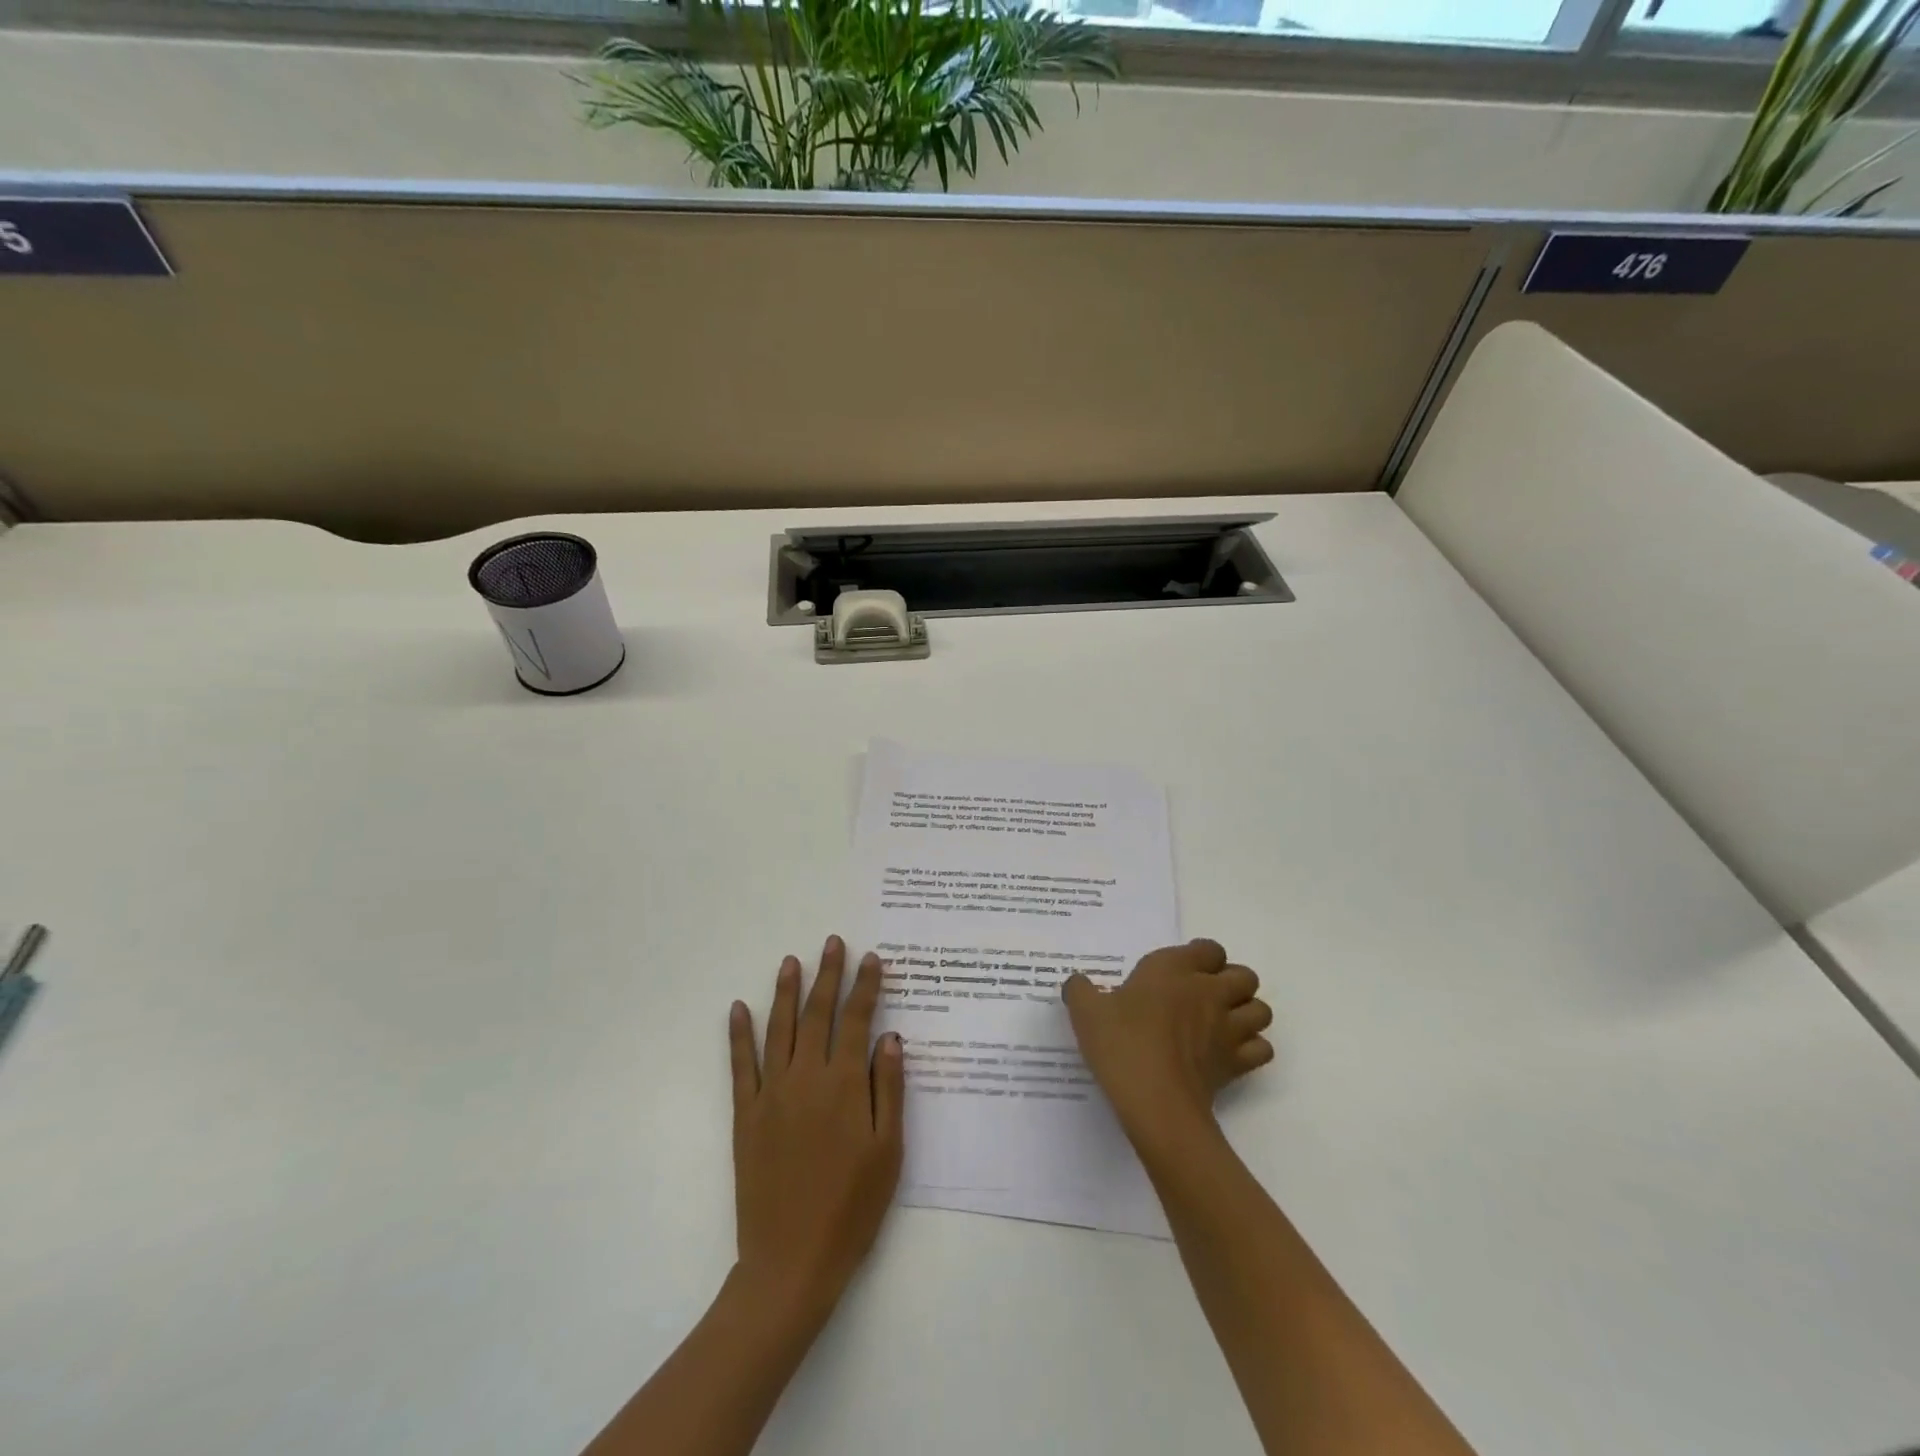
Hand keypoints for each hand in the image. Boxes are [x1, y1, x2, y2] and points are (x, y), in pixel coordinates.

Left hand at [728, 936, 904, 1324]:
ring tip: (791, 960)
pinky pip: (741, 1065)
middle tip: (833, 942)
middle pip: (817, 1014)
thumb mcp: (889, 1151)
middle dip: (828, 975)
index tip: (872, 958)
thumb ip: (889, 1088)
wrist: (791, 1261)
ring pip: (779, 1028)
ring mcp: (772, 1093)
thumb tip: (889, 1037)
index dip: (865, 986)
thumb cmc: (852, 1207)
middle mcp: (807, 1078)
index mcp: (844, 1085)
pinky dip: (739, 1034)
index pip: (857, 1020)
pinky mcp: (746, 1115)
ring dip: (785, 991)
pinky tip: (738, 1008)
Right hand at [1063, 939, 1272, 1147]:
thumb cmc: (1121, 1043)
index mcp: (1174, 969)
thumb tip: (1077, 983)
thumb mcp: (1086, 1011)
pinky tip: (1229, 1055)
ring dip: (1247, 1014)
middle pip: (1245, 976)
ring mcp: (1228, 1028)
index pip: (1210, 949)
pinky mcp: (1237, 1063)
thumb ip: (1081, 990)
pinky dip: (1252, 1049)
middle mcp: (1208, 991)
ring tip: (1222, 1024)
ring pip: (1261, 1010)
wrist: (1154, 1100)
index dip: (1201, 958)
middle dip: (1232, 983)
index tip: (1182, 972)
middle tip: (1205, 998)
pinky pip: (1261, 1048)